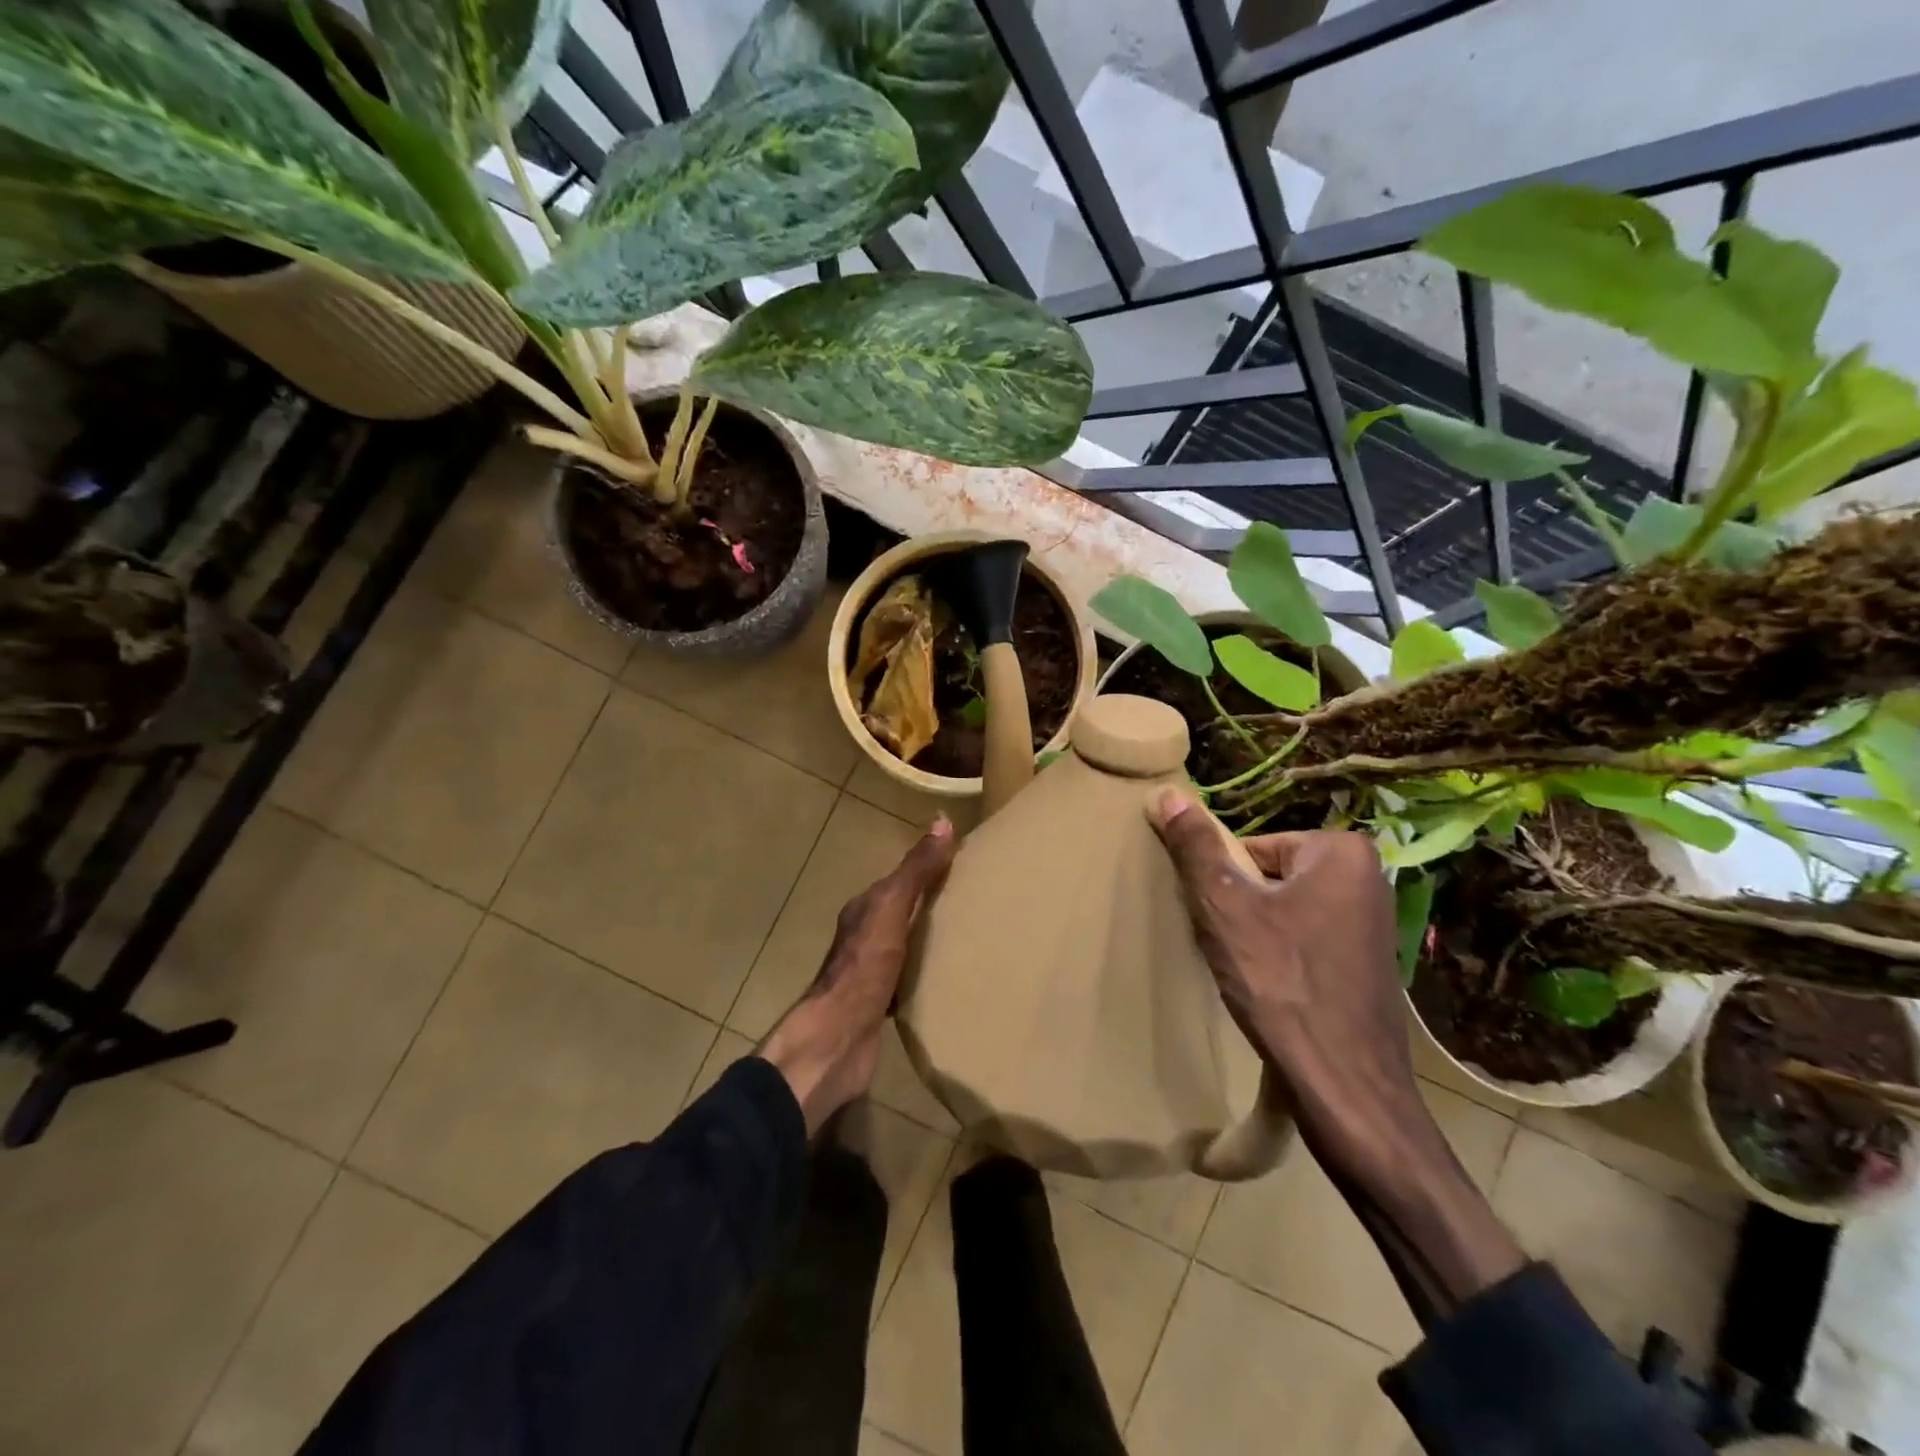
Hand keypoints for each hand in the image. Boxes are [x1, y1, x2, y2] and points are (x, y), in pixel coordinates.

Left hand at [760, 818, 956, 1135]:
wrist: (839, 1037)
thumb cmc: (864, 966)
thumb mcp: (892, 908)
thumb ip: (915, 871)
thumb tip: (942, 822)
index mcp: (865, 909)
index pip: (900, 880)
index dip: (928, 869)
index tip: (965, 865)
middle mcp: (865, 936)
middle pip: (904, 912)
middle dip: (933, 906)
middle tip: (976, 902)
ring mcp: (871, 971)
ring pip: (907, 946)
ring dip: (931, 940)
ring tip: (971, 939)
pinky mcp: (881, 1004)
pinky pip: (911, 979)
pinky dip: (928, 974)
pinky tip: (951, 979)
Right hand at [1147, 790, 1420, 1167]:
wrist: (1345, 1088)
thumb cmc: (1282, 984)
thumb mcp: (1224, 906)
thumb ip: (1194, 846)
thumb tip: (1165, 793)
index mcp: (1340, 851)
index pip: (1252, 848)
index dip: (1224, 885)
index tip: (1220, 924)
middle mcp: (1367, 877)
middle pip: (1269, 877)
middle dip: (1241, 909)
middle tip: (1231, 951)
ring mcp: (1373, 923)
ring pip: (1286, 911)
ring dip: (1257, 936)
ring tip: (1249, 974)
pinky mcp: (1369, 964)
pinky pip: (1307, 941)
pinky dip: (1282, 959)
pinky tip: (1272, 991)